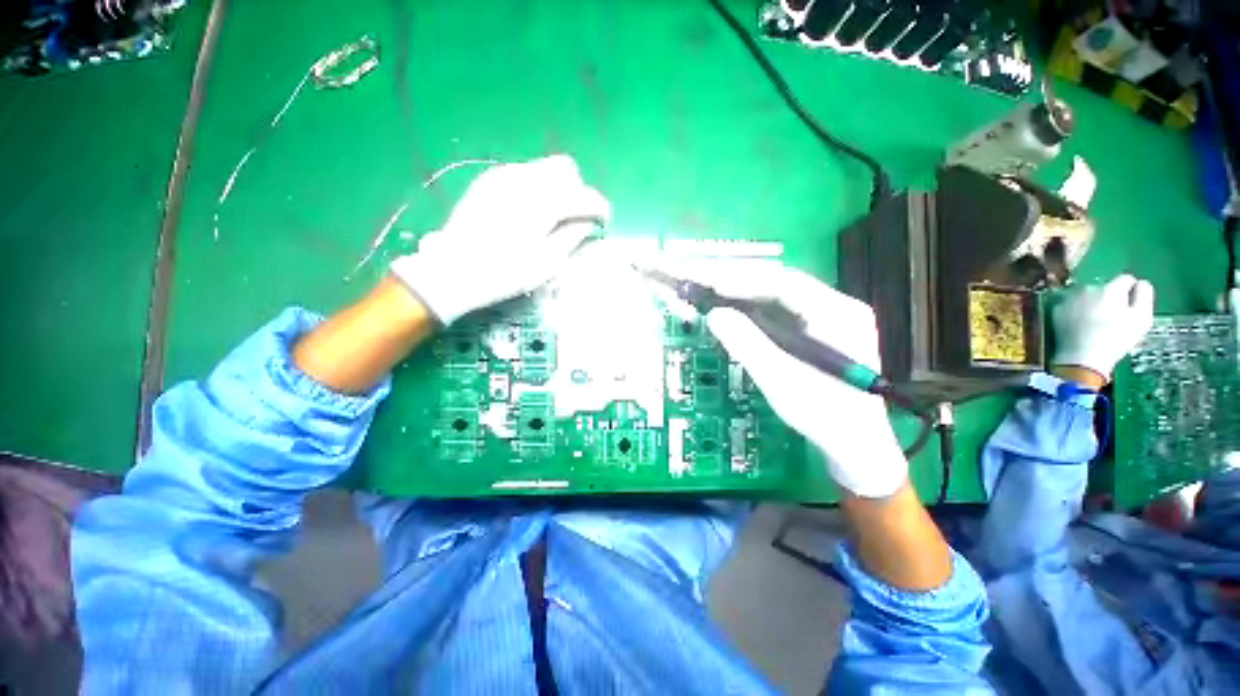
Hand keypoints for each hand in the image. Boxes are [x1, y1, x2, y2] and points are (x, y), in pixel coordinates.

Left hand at [391, 155, 610, 325]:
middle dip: (578, 191)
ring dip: (557, 188)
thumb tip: (588, 222)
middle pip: (566, 169)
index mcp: (544, 203)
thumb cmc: (506, 273)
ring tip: (553, 216)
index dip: (600, 208)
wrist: (455, 270)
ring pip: (544, 168)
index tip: (603, 223)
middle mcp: (526, 179)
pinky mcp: (490, 180)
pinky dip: (537, 187)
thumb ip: (573, 236)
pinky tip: (531, 211)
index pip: (585, 195)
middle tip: (576, 218)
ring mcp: (504, 175)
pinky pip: (524, 173)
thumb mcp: (548, 262)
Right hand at [667, 259, 906, 497]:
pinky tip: (731, 305)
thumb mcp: (780, 381)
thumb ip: (747, 344)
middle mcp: (837, 305)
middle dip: (738, 279)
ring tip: (708, 286)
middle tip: (700, 278)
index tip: (708, 281)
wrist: (856, 445)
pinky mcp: (817, 328)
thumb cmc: (822, 416)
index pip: (784, 283)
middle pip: (780, 282)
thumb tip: (714, 315)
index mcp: (838, 314)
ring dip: (741, 289)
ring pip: (777, 293)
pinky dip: (751, 305)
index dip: (742, 280)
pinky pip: (779, 308)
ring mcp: (829, 316)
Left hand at [1052, 274, 1154, 381]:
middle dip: (1111, 298)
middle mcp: (1088, 288)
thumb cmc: (1117, 339)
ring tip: (1096, 323)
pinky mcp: (1056, 310)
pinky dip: (1077, 311)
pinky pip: (1071, 306)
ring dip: (1093, 303)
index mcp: (1111, 289)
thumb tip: (1140, 283)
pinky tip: (1081, 325)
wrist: (1082, 357)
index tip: (1130, 306)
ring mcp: (1069, 299)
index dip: (1131, 291)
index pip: (1126, 279)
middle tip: (1112, 318)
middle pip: (1105, 288)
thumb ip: (1144, 295)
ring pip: (1087, 296)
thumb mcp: (1142, 318)